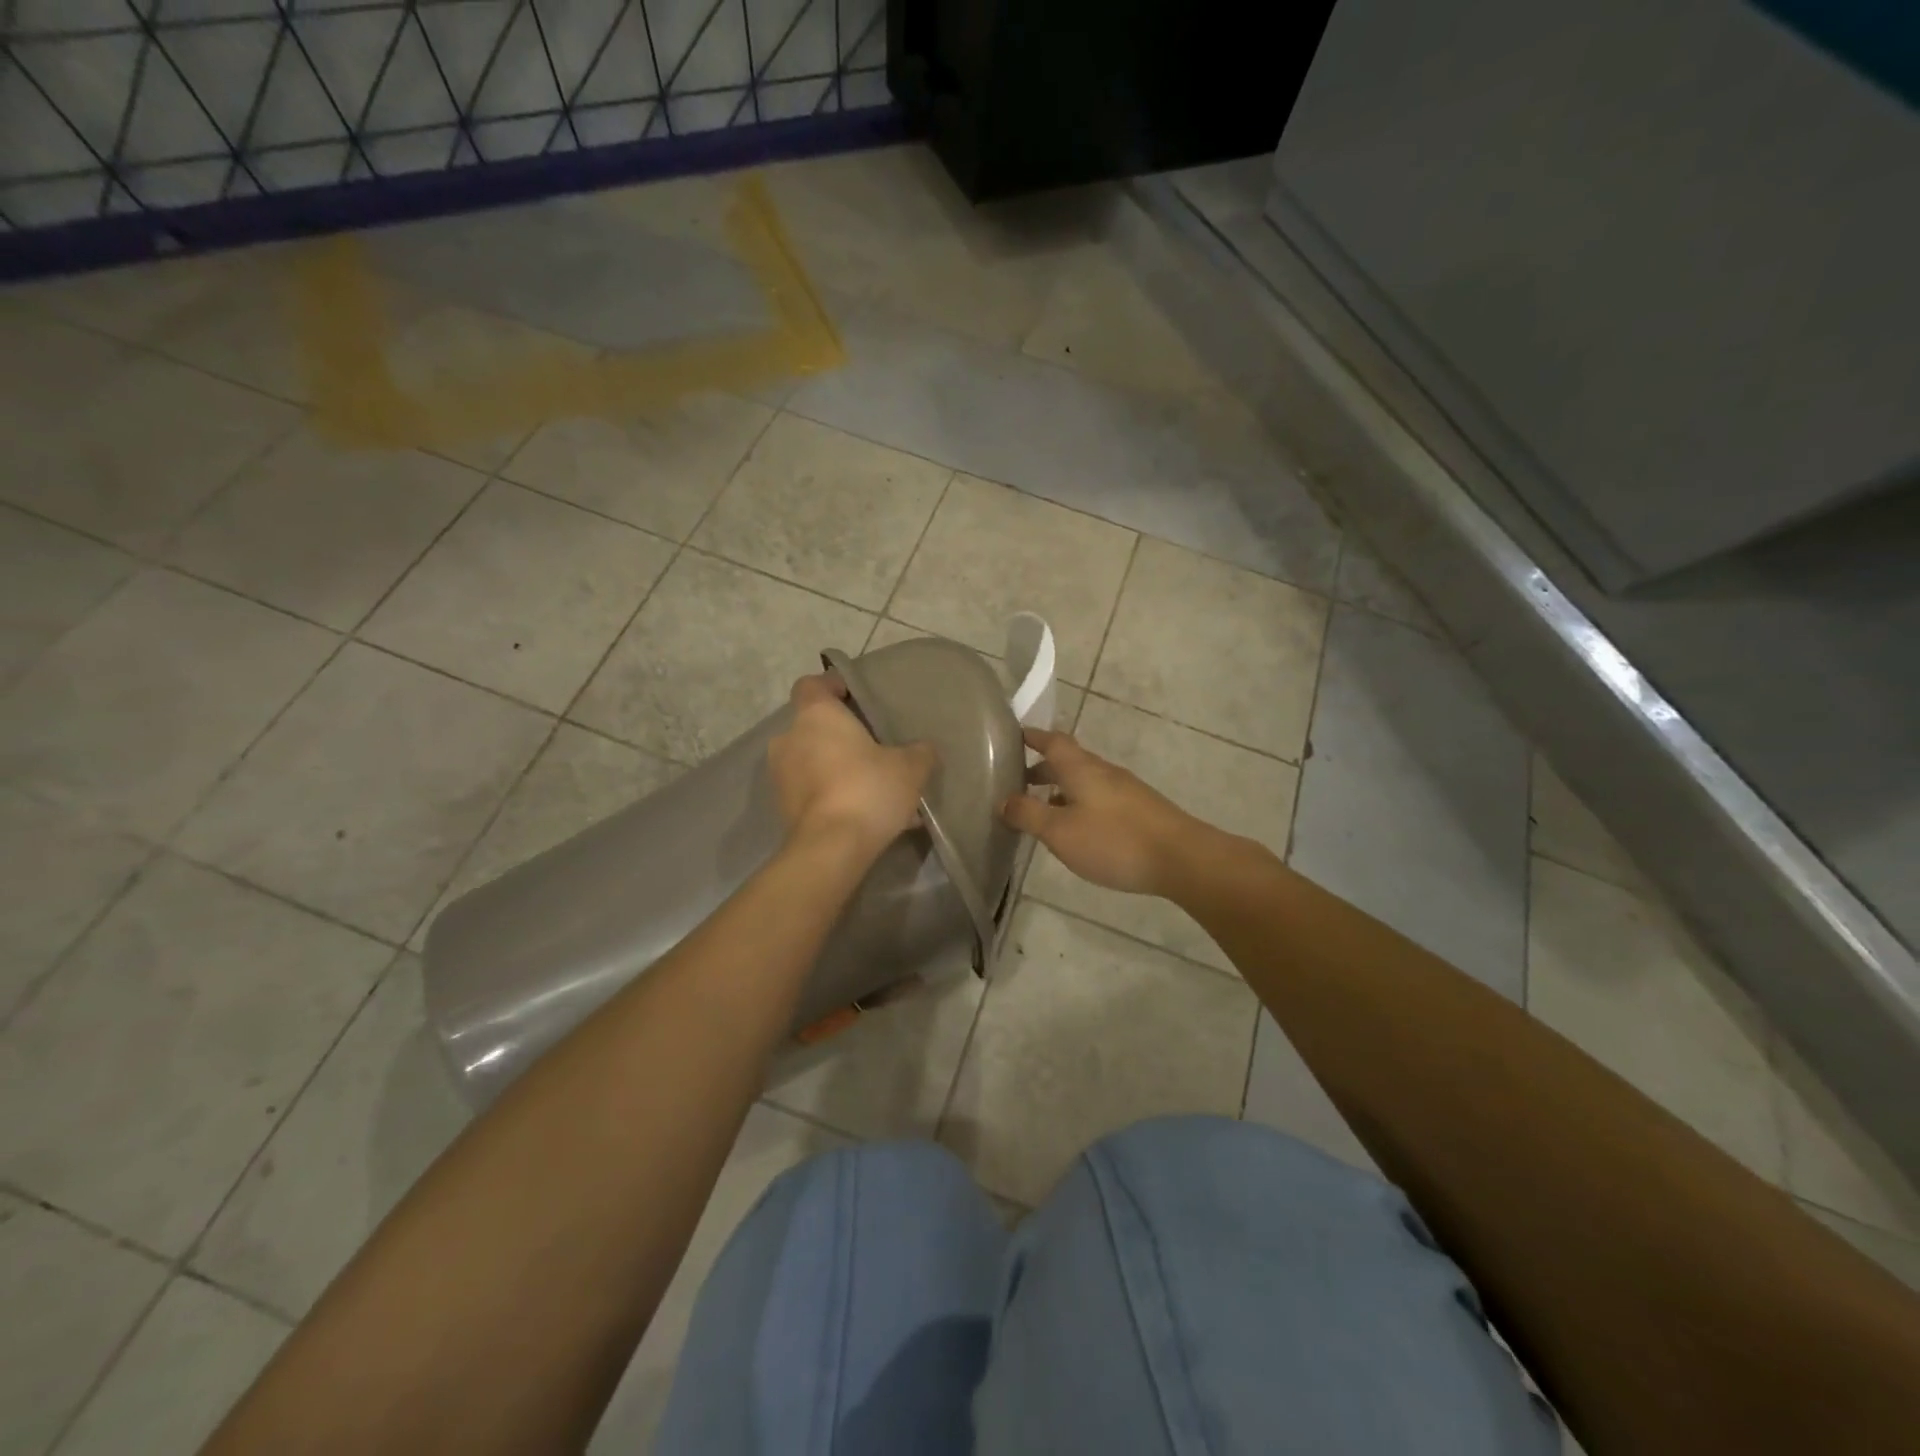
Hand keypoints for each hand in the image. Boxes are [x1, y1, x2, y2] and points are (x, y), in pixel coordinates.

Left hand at [768, 674, 936, 860]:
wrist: (831, 848)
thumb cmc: (868, 789)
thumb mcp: (910, 767)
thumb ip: (920, 752)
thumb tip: (924, 749)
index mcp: (815, 715)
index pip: (812, 684)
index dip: (831, 685)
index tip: (855, 696)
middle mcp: (790, 739)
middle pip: (813, 725)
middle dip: (840, 734)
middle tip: (872, 745)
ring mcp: (781, 775)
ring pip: (812, 760)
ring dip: (837, 767)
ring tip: (873, 785)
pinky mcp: (783, 808)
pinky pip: (813, 791)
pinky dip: (833, 795)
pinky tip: (865, 813)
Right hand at [1001, 728, 1210, 896]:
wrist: (1182, 858)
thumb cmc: (1114, 841)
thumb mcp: (1060, 832)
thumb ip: (1028, 814)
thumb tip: (1003, 800)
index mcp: (1081, 768)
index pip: (1052, 741)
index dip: (1033, 737)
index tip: (1014, 736)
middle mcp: (1103, 771)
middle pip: (1069, 760)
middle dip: (1043, 767)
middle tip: (1019, 780)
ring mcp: (1125, 789)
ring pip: (1085, 780)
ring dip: (1061, 788)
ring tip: (1042, 809)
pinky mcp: (1139, 810)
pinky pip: (1100, 798)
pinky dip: (1080, 803)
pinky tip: (1078, 828)